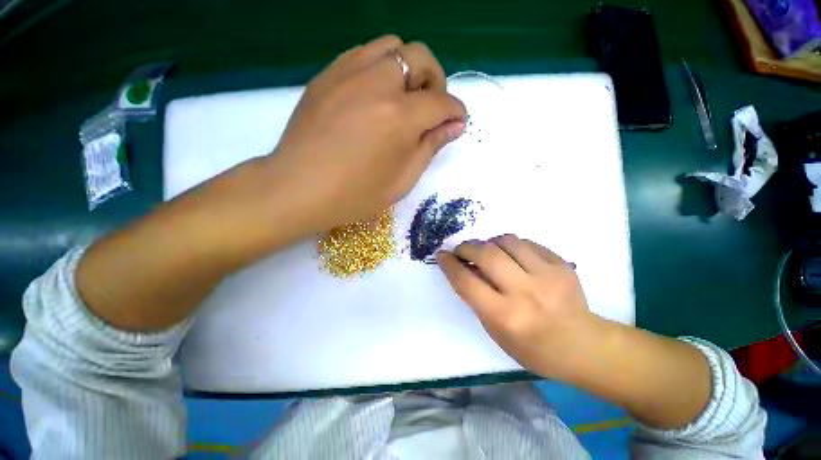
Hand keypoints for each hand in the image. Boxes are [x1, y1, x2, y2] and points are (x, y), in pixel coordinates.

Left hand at [266, 35, 466, 231]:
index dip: (456, 111)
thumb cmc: (355, 195)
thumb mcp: (401, 180)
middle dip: (436, 80)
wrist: (299, 188)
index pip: (442, 103)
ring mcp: (349, 73)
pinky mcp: (328, 74)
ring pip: (392, 46)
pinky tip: (376, 93)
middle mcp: (378, 84)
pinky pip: (363, 53)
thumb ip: (430, 147)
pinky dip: (380, 67)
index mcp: (400, 118)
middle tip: (432, 106)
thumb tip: (454, 126)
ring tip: (404, 96)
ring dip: (408, 68)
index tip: (457, 121)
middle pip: (421, 57)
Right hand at [437, 234, 597, 378]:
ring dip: (489, 243)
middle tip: (461, 250)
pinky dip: (511, 245)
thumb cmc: (533, 347)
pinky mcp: (561, 264)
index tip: (441, 255)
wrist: (583, 345)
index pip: (467, 282)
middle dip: (466, 247)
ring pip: (506, 241)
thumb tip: (465, 268)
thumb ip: (478, 298)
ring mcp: (547, 275)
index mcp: (505, 316)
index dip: (449, 265)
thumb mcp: (496, 332)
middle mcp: (525, 292)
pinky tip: (511, 255)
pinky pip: (527, 242)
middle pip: (486, 255)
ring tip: (487, 251)